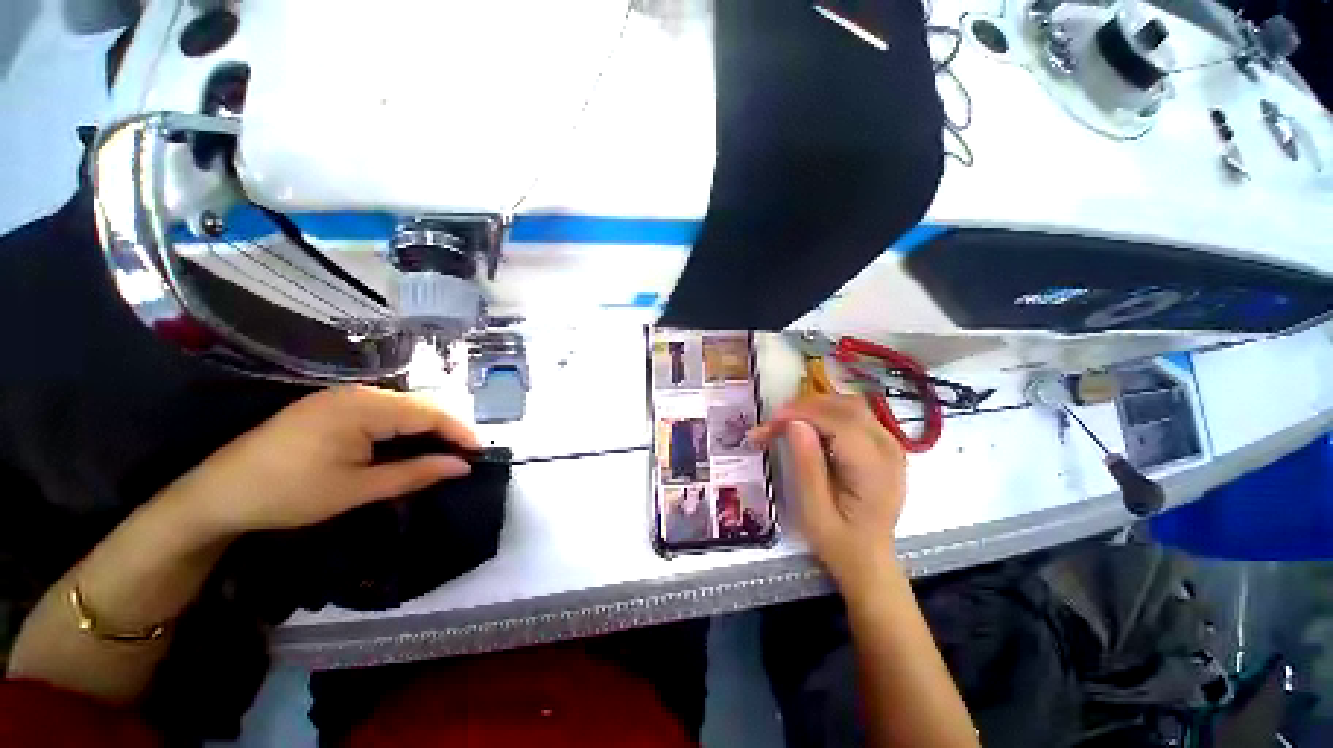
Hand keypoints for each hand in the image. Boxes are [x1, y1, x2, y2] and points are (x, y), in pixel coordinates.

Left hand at [162, 385, 479, 537]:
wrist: (218, 494)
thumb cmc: (289, 493)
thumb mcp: (357, 489)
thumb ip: (415, 474)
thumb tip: (463, 466)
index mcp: (364, 407)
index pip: (430, 412)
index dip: (460, 431)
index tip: (481, 452)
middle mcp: (359, 393)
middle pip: (419, 406)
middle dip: (447, 429)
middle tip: (465, 456)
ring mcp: (344, 397)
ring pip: (403, 408)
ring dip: (427, 429)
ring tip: (445, 452)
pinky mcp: (333, 406)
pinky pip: (383, 411)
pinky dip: (404, 428)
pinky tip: (409, 444)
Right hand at [750, 395, 906, 593]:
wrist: (869, 559)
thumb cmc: (839, 541)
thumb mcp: (814, 511)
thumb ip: (807, 465)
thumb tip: (794, 423)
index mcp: (876, 470)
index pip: (840, 423)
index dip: (802, 414)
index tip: (770, 422)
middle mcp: (890, 450)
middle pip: (846, 407)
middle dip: (804, 408)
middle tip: (772, 423)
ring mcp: (891, 444)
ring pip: (850, 405)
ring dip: (814, 407)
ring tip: (785, 422)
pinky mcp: (883, 444)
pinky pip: (853, 414)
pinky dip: (825, 413)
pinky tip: (806, 425)